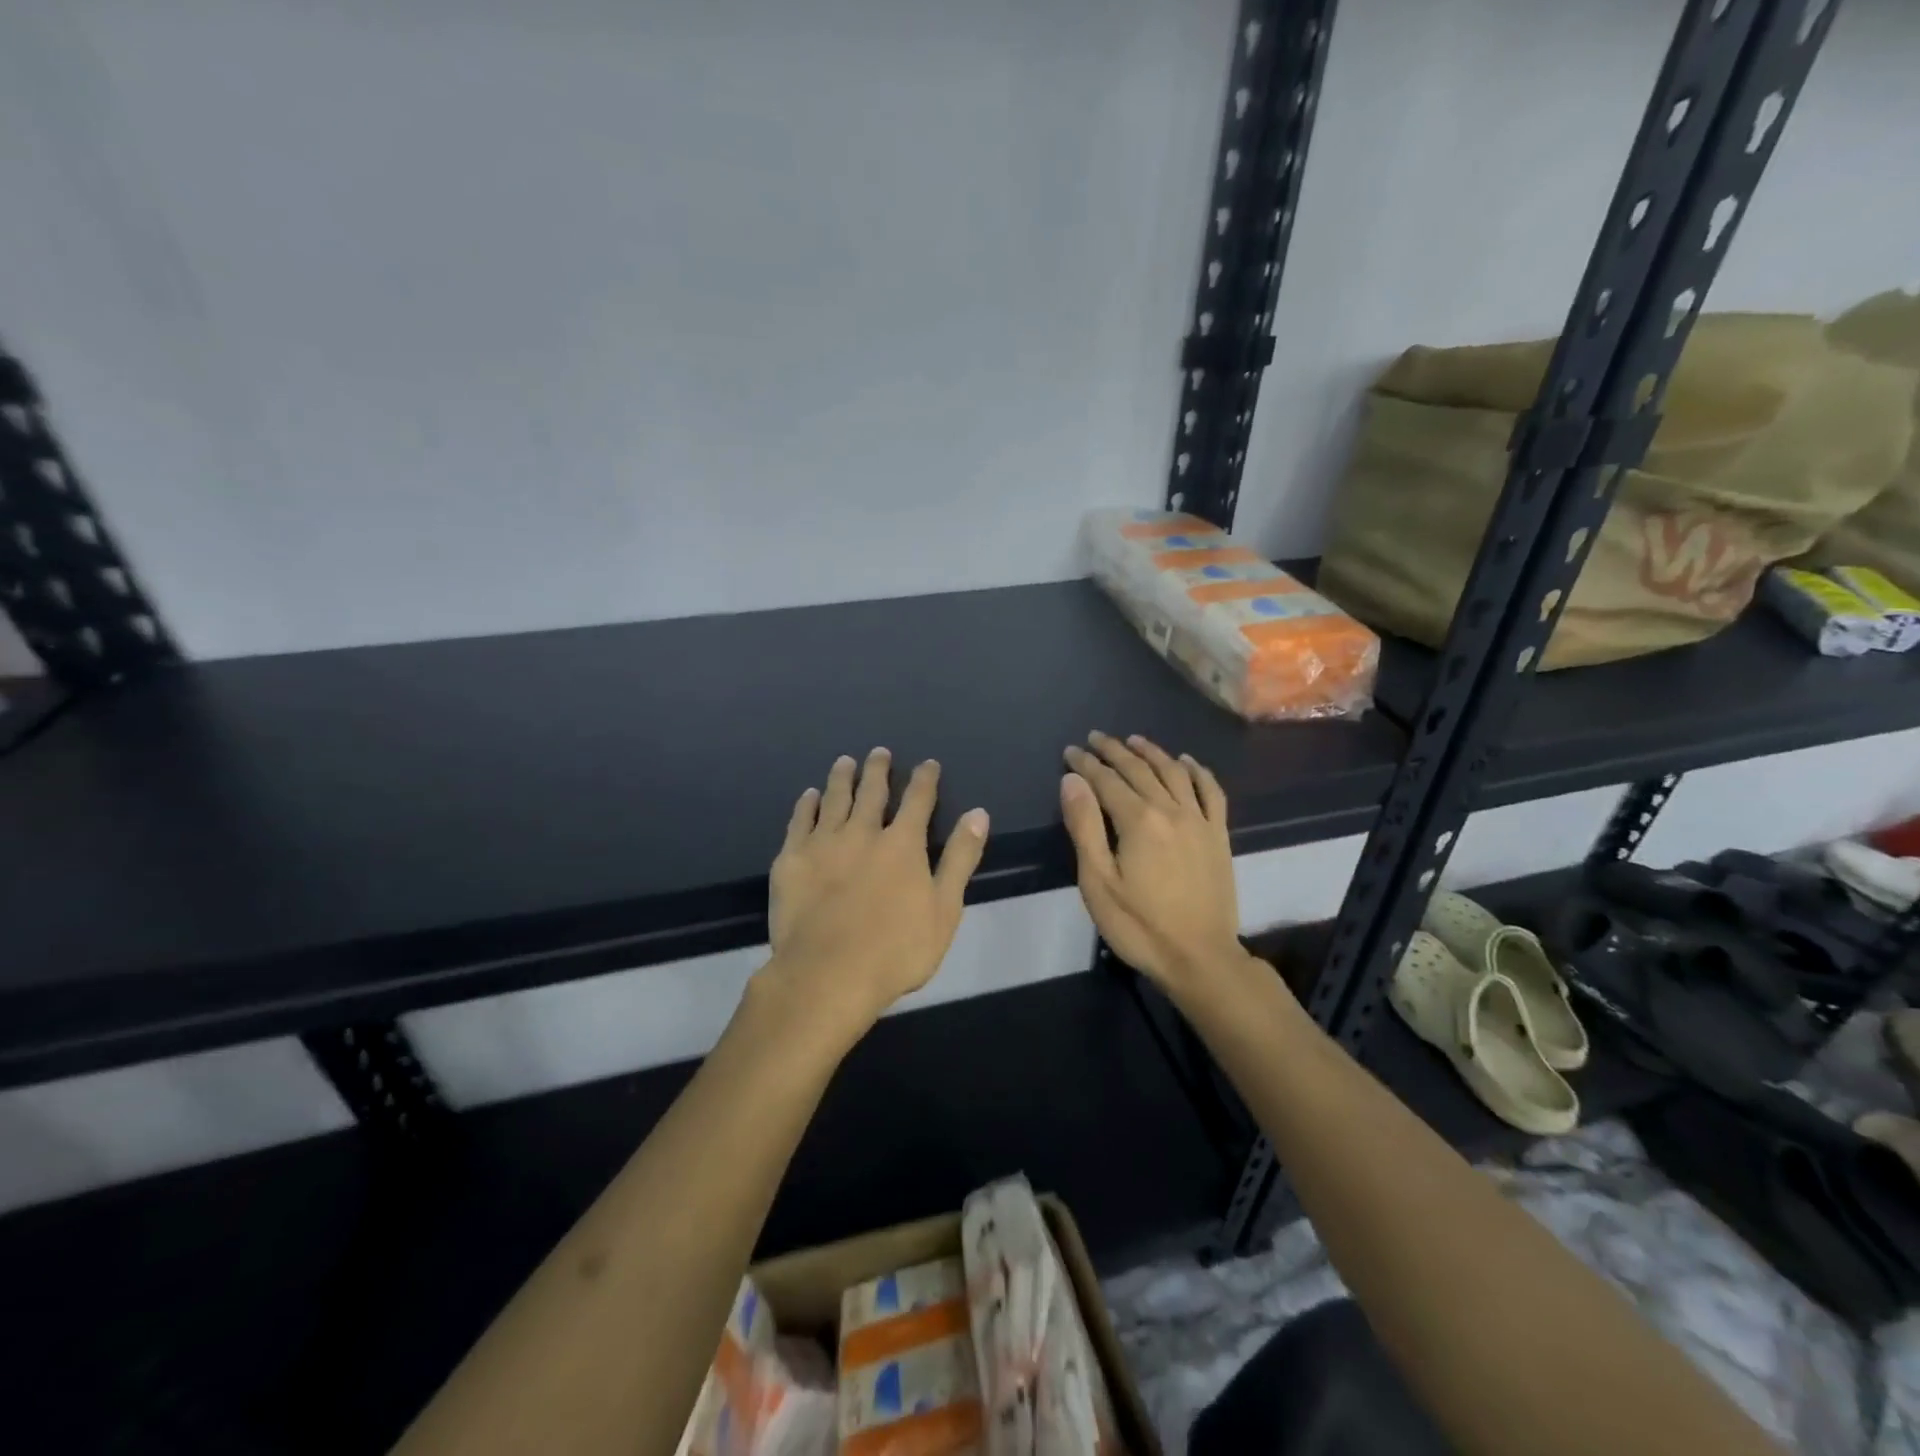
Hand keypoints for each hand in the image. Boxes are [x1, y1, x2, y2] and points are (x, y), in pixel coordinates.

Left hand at [760, 749, 989, 1046]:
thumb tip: (978, 813)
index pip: (918, 800)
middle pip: (872, 792)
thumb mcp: (944, 908)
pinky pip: (799, 822)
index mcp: (902, 844)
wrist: (828, 974)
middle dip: (878, 770)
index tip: (928, 764)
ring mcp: (823, 844)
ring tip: (845, 762)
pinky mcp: (791, 860)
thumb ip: (961, 858)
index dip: (925, 780)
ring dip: (842, 778)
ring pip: (834, 799)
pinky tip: (809, 796)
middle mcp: (863, 833)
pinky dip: (806, 805)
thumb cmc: (896, 949)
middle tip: (879, 752)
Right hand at [1061, 733, 1244, 994]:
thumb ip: (1084, 826)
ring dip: (1152, 753)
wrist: (1199, 958)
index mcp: (1139, 820)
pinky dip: (1198, 772)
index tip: (1070, 751)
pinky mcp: (1219, 835)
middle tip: (1096, 738)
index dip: (1086, 764)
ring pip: (1175, 773)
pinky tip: (1187, 762)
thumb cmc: (1139, 925)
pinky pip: (1211, 792)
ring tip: (1134, 740)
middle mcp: (1171, 810)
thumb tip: (1072, 780)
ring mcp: (1200, 821)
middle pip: (1140, 769)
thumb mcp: (1098, 881)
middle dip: (1114, 751)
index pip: (1107, 780)